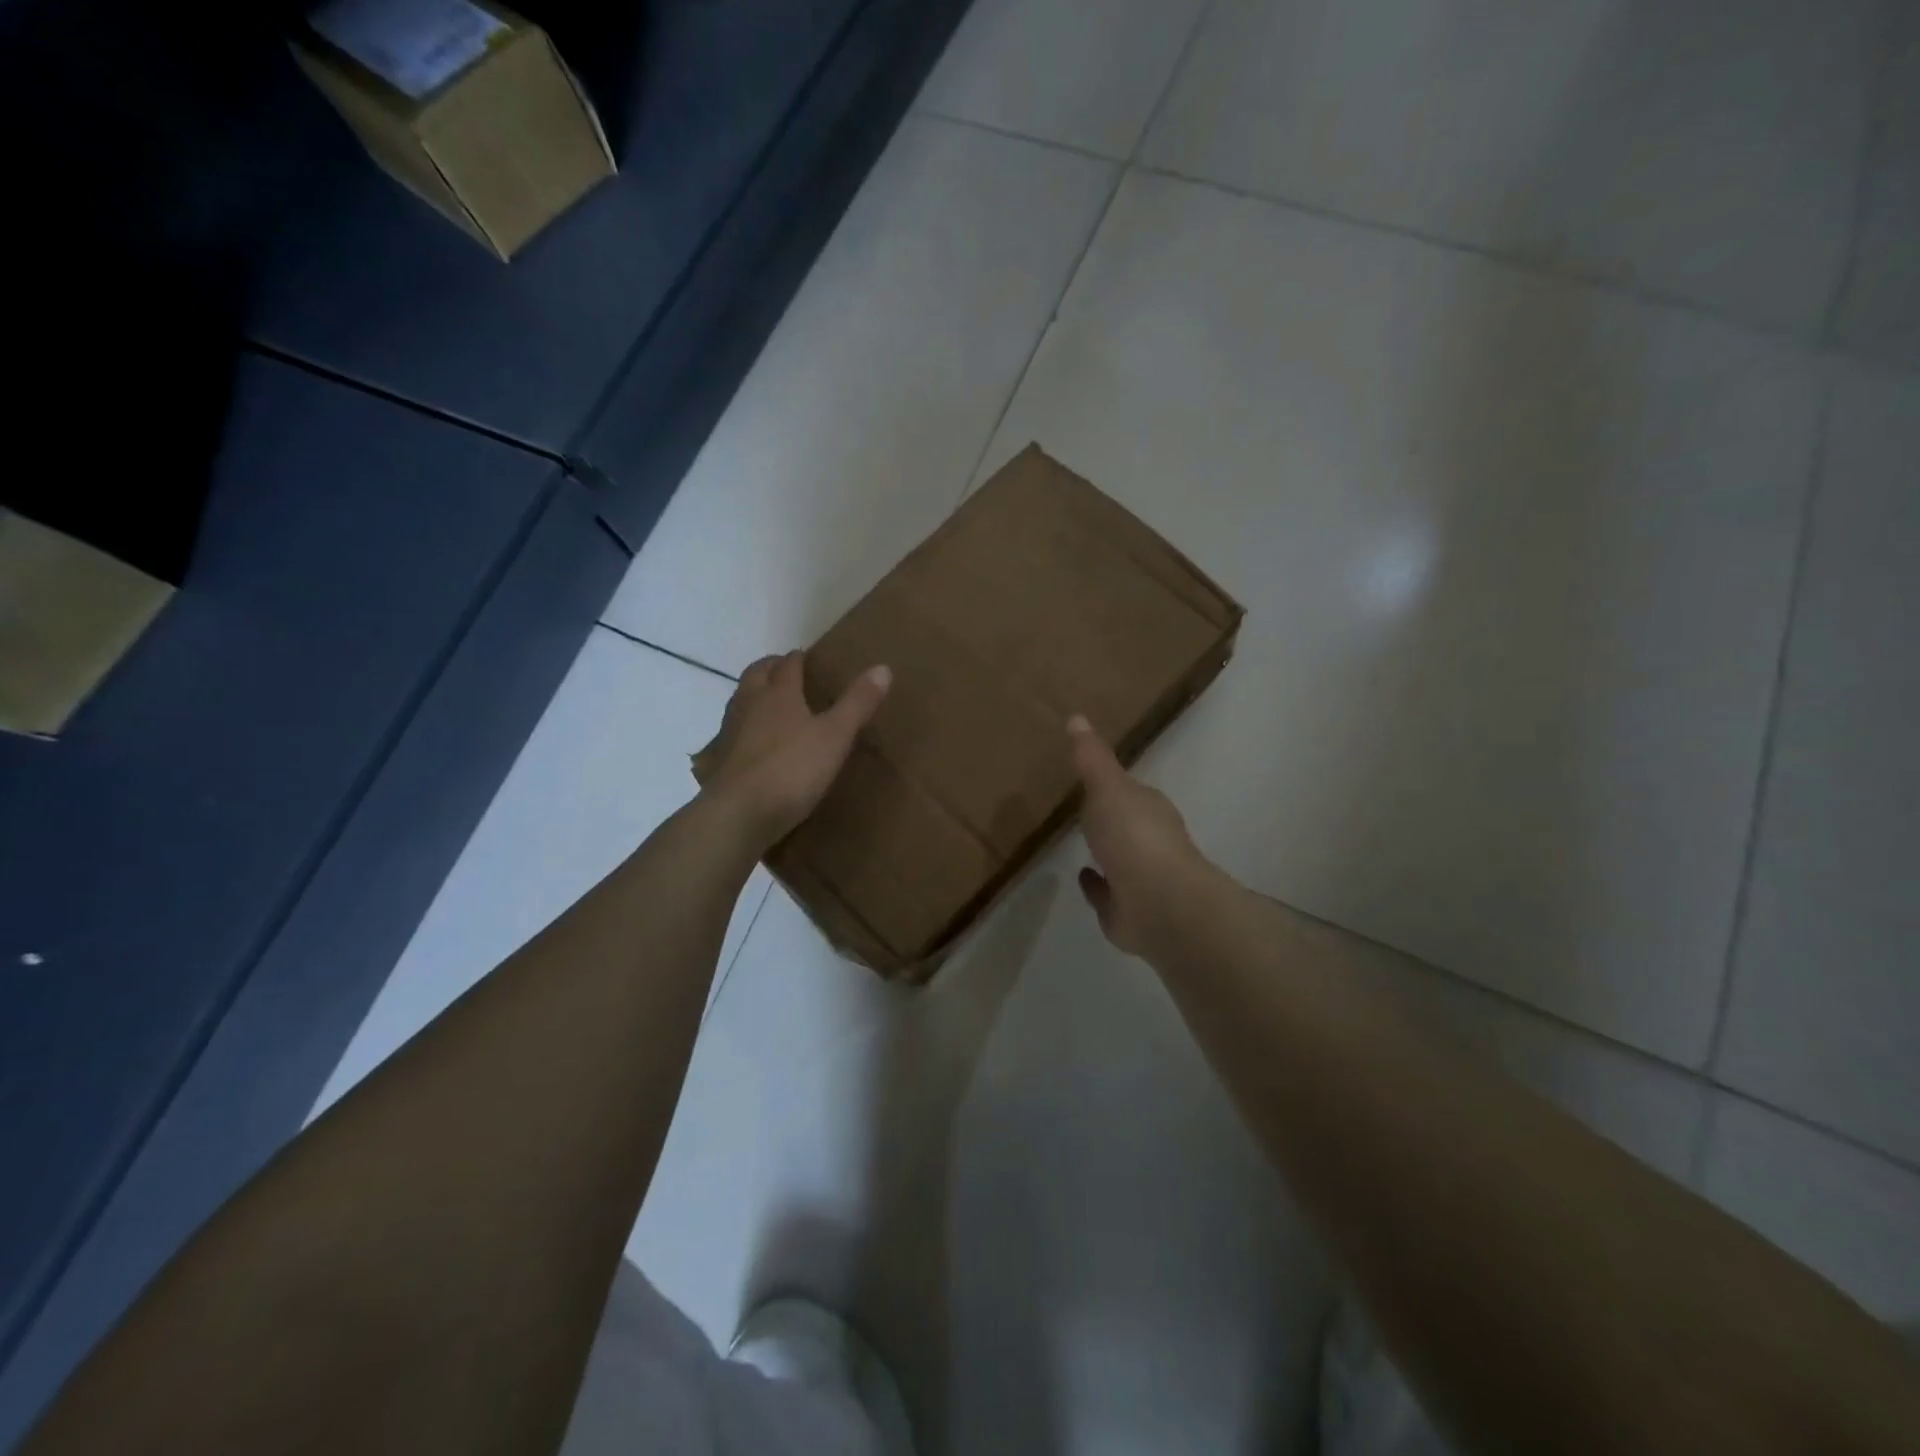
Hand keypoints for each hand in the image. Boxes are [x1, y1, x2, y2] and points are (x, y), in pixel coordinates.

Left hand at [701, 651, 890, 846]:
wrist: (738, 814)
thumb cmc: (791, 769)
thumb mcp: (835, 737)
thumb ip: (857, 704)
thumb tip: (883, 667)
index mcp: (778, 693)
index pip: (788, 665)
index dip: (798, 659)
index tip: (807, 657)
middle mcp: (749, 704)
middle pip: (756, 674)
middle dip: (771, 668)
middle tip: (787, 672)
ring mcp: (730, 732)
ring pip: (741, 700)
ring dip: (756, 695)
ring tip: (774, 705)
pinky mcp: (721, 760)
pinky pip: (734, 731)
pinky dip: (747, 727)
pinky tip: (757, 743)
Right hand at [1068, 716, 1214, 958]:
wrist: (1159, 904)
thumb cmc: (1134, 837)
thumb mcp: (1107, 788)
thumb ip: (1092, 758)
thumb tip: (1077, 716)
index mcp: (1149, 809)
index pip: (1131, 792)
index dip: (1114, 786)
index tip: (1094, 778)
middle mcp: (1150, 842)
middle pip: (1127, 825)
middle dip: (1111, 818)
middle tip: (1083, 809)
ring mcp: (1141, 880)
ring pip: (1120, 860)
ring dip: (1105, 851)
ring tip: (1080, 842)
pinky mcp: (1127, 912)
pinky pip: (1107, 894)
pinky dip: (1095, 885)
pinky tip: (1081, 876)